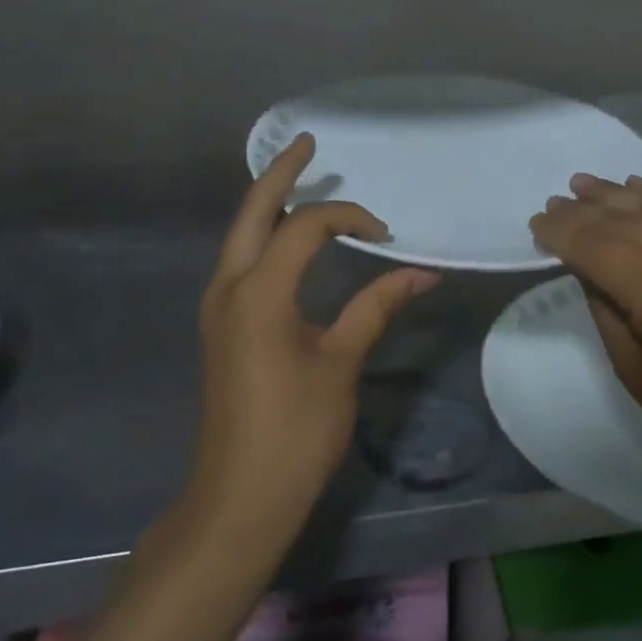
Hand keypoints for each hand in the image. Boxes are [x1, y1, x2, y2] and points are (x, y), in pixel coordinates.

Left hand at [190, 133, 437, 541]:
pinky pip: (241, 262)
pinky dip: (264, 236)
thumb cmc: (295, 431)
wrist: (239, 498)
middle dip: (279, 173)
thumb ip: (377, 307)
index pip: (305, 226)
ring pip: (240, 236)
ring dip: (268, 203)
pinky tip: (286, 239)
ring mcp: (219, 308)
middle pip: (252, 212)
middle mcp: (229, 287)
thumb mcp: (341, 363)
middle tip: (307, 141)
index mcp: (259, 291)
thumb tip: (422, 273)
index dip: (349, 217)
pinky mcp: (223, 327)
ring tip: (299, 178)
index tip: (386, 234)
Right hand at [529, 174, 641, 498]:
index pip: (595, 245)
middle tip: (555, 201)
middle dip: (583, 209)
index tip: (537, 222)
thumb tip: (585, 268)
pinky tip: (639, 187)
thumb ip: (605, 310)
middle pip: (624, 220)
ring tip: (586, 184)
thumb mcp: (635, 372)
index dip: (562, 231)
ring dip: (618, 193)